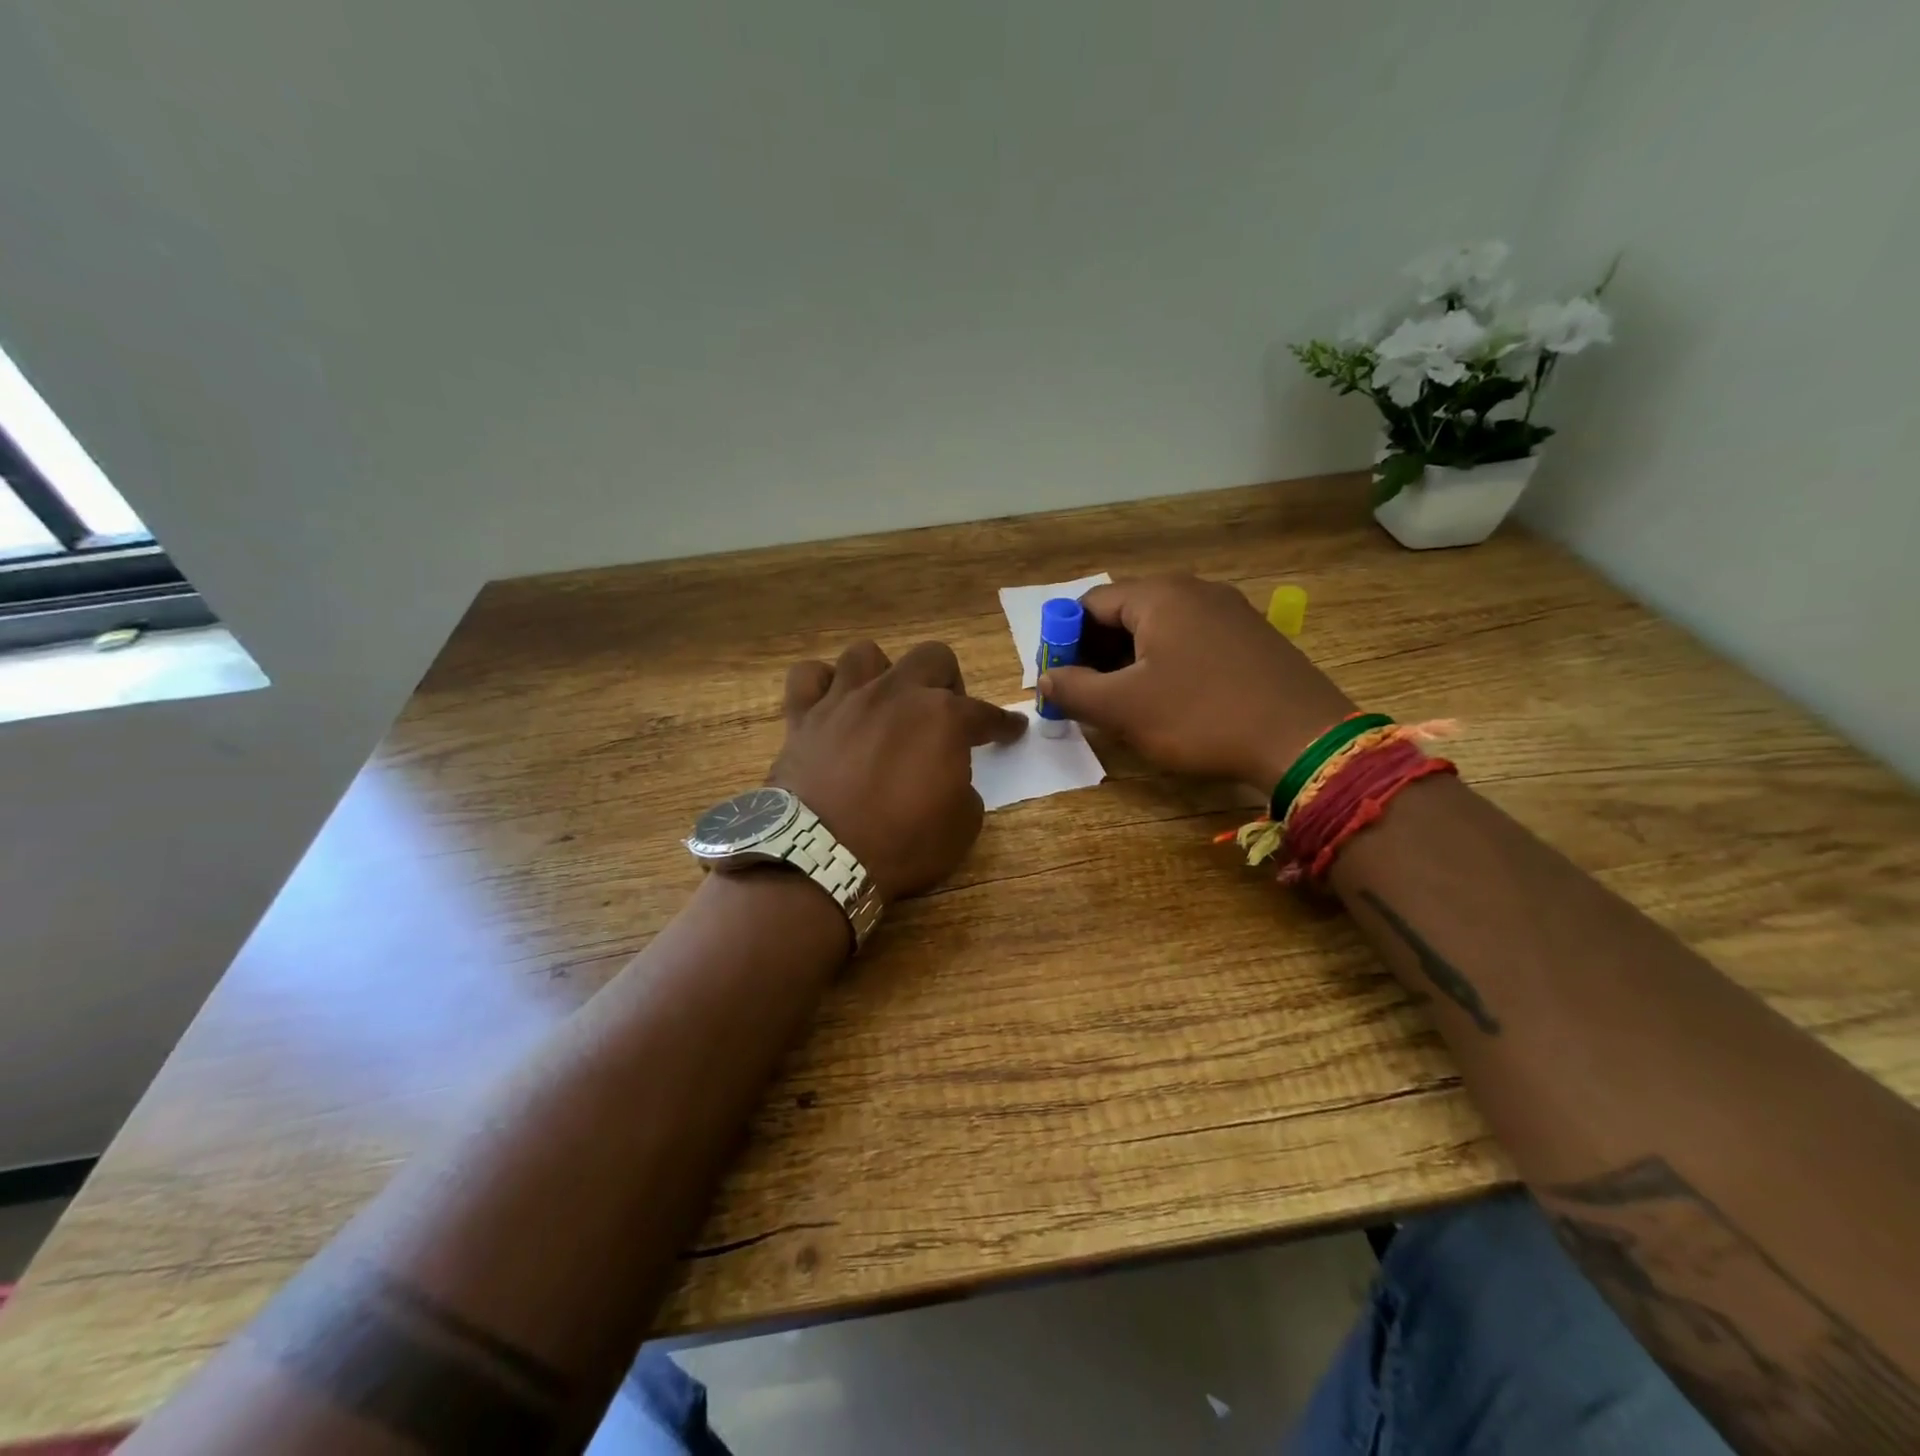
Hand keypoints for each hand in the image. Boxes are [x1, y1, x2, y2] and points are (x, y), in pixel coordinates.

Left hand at [769, 640, 1025, 901]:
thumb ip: (963, 786)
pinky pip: (809, 676)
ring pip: (866, 654)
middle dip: (947, 681)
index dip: (1003, 724)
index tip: (1012, 730)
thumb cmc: (902, 844)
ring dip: (883, 674)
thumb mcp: (962, 825)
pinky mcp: (802, 716)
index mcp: (943, 718)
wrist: (824, 857)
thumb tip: (948, 775)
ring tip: (884, 705)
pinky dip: (822, 684)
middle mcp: (895, 694)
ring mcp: (844, 700)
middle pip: (932, 657)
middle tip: (943, 716)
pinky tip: (831, 703)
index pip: (986, 713)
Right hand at [1037, 574, 1357, 790]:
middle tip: (1087, 695)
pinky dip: (1166, 664)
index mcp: (1159, 595)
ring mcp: (1229, 612)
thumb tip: (1044, 677)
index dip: (1064, 640)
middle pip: (1125, 613)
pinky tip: (1170, 701)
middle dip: (1096, 653)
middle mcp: (1195, 590)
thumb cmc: (1201, 716)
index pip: (1090, 604)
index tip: (1059, 680)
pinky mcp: (1252, 638)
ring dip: (1130, 662)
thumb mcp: (1124, 708)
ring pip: (1159, 629)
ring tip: (1123, 704)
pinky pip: (1191, 642)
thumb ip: (1073, 689)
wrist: (1304, 740)